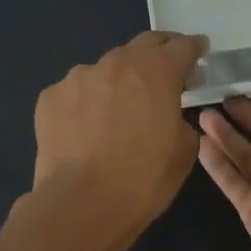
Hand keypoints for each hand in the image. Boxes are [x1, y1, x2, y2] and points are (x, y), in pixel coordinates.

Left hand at [31, 32, 207, 250]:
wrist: (81, 205)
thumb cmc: (143, 180)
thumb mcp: (184, 152)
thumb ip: (181, 121)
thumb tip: (169, 116)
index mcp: (157, 72)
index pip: (182, 46)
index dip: (194, 48)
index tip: (199, 51)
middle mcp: (116, 63)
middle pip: (143, 46)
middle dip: (158, 55)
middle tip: (164, 73)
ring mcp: (78, 77)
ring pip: (106, 71)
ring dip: (118, 83)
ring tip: (117, 114)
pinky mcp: (50, 97)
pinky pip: (76, 93)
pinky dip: (86, 104)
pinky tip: (86, 132)